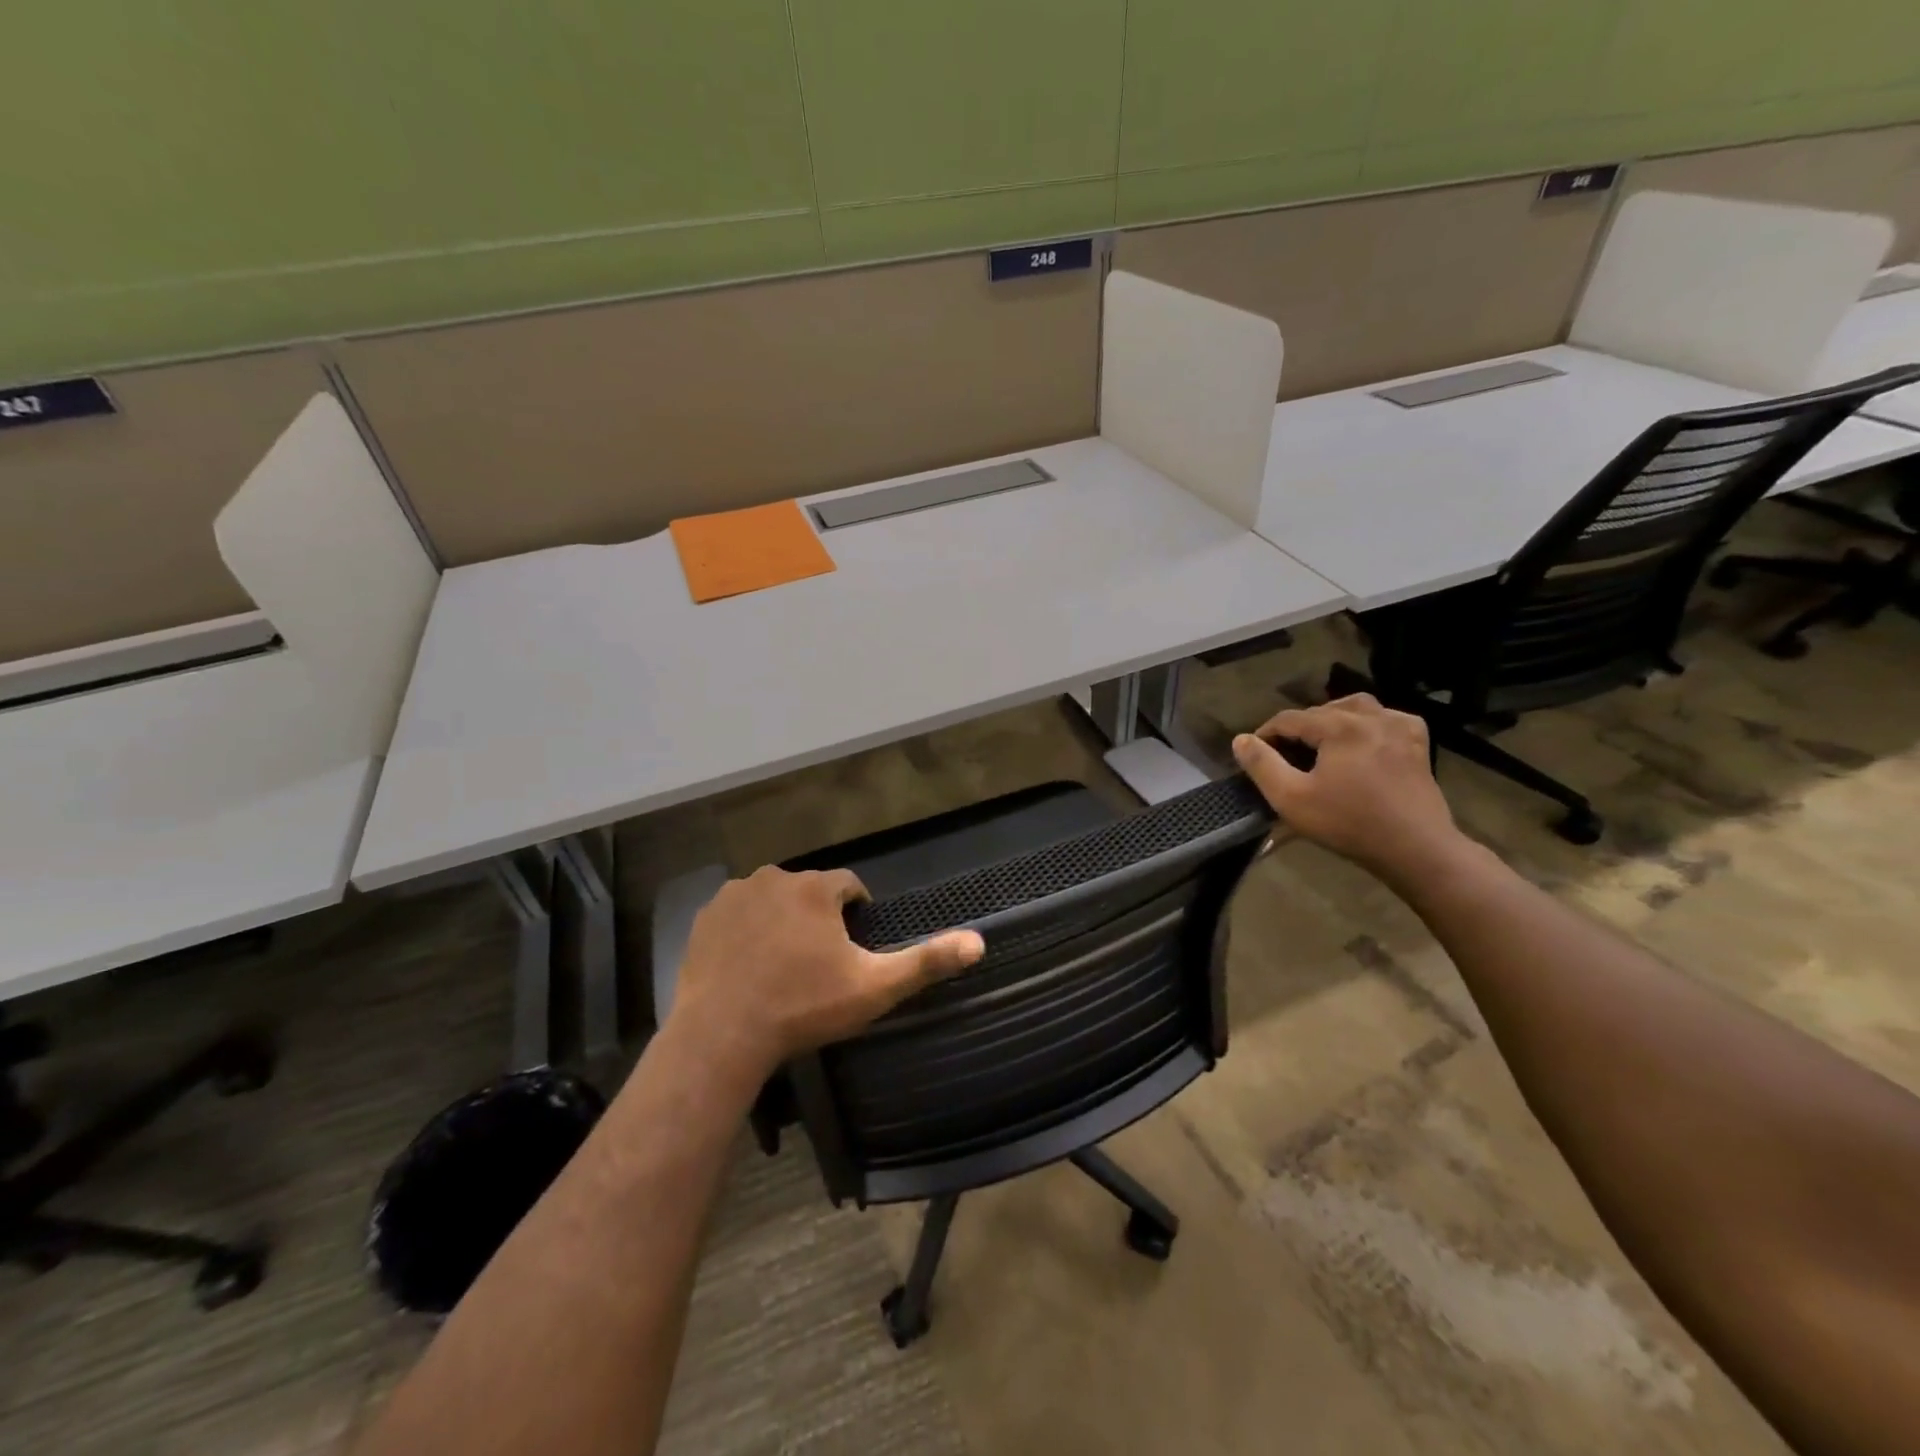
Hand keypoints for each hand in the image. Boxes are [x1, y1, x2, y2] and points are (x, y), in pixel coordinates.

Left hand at [667, 865, 984, 1080]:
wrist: (723, 1035)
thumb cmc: (804, 1007)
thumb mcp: (874, 988)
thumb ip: (926, 961)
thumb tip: (980, 942)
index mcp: (817, 887)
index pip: (849, 886)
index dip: (856, 914)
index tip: (852, 948)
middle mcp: (776, 877)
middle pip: (809, 891)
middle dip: (818, 917)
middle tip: (817, 964)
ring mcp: (736, 894)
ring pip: (773, 900)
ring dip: (782, 920)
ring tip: (782, 966)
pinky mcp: (707, 916)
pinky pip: (739, 913)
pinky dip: (748, 930)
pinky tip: (749, 965)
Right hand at [1231, 694, 1467, 887]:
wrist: (1415, 849)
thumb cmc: (1348, 823)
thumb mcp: (1292, 798)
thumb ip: (1262, 765)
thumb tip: (1241, 740)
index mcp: (1339, 726)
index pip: (1289, 718)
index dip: (1266, 734)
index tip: (1254, 754)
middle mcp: (1371, 716)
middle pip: (1322, 710)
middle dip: (1298, 728)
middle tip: (1284, 755)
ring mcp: (1399, 727)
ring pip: (1356, 707)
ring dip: (1332, 719)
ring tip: (1320, 741)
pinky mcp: (1418, 743)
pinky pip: (1387, 718)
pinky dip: (1368, 723)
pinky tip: (1362, 741)